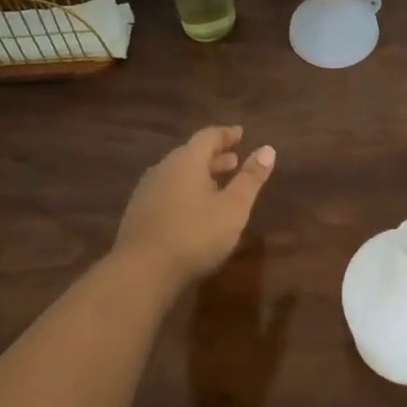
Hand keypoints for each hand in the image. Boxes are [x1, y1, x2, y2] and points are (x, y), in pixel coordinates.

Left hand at [114, 126, 276, 284]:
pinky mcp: (138, 213)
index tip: (240, 134)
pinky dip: (184, 191)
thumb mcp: (233, 208)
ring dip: (199, 175)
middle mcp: (163, 168)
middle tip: (234, 161)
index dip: (226, 134)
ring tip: (217, 185)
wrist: (141, 272)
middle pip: (191, 154)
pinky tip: (192, 209)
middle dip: (214, 156)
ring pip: (177, 173)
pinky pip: (166, 191)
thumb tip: (268, 149)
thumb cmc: (195, 235)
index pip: (208, 136)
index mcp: (186, 161)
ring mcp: (146, 191)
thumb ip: (250, 179)